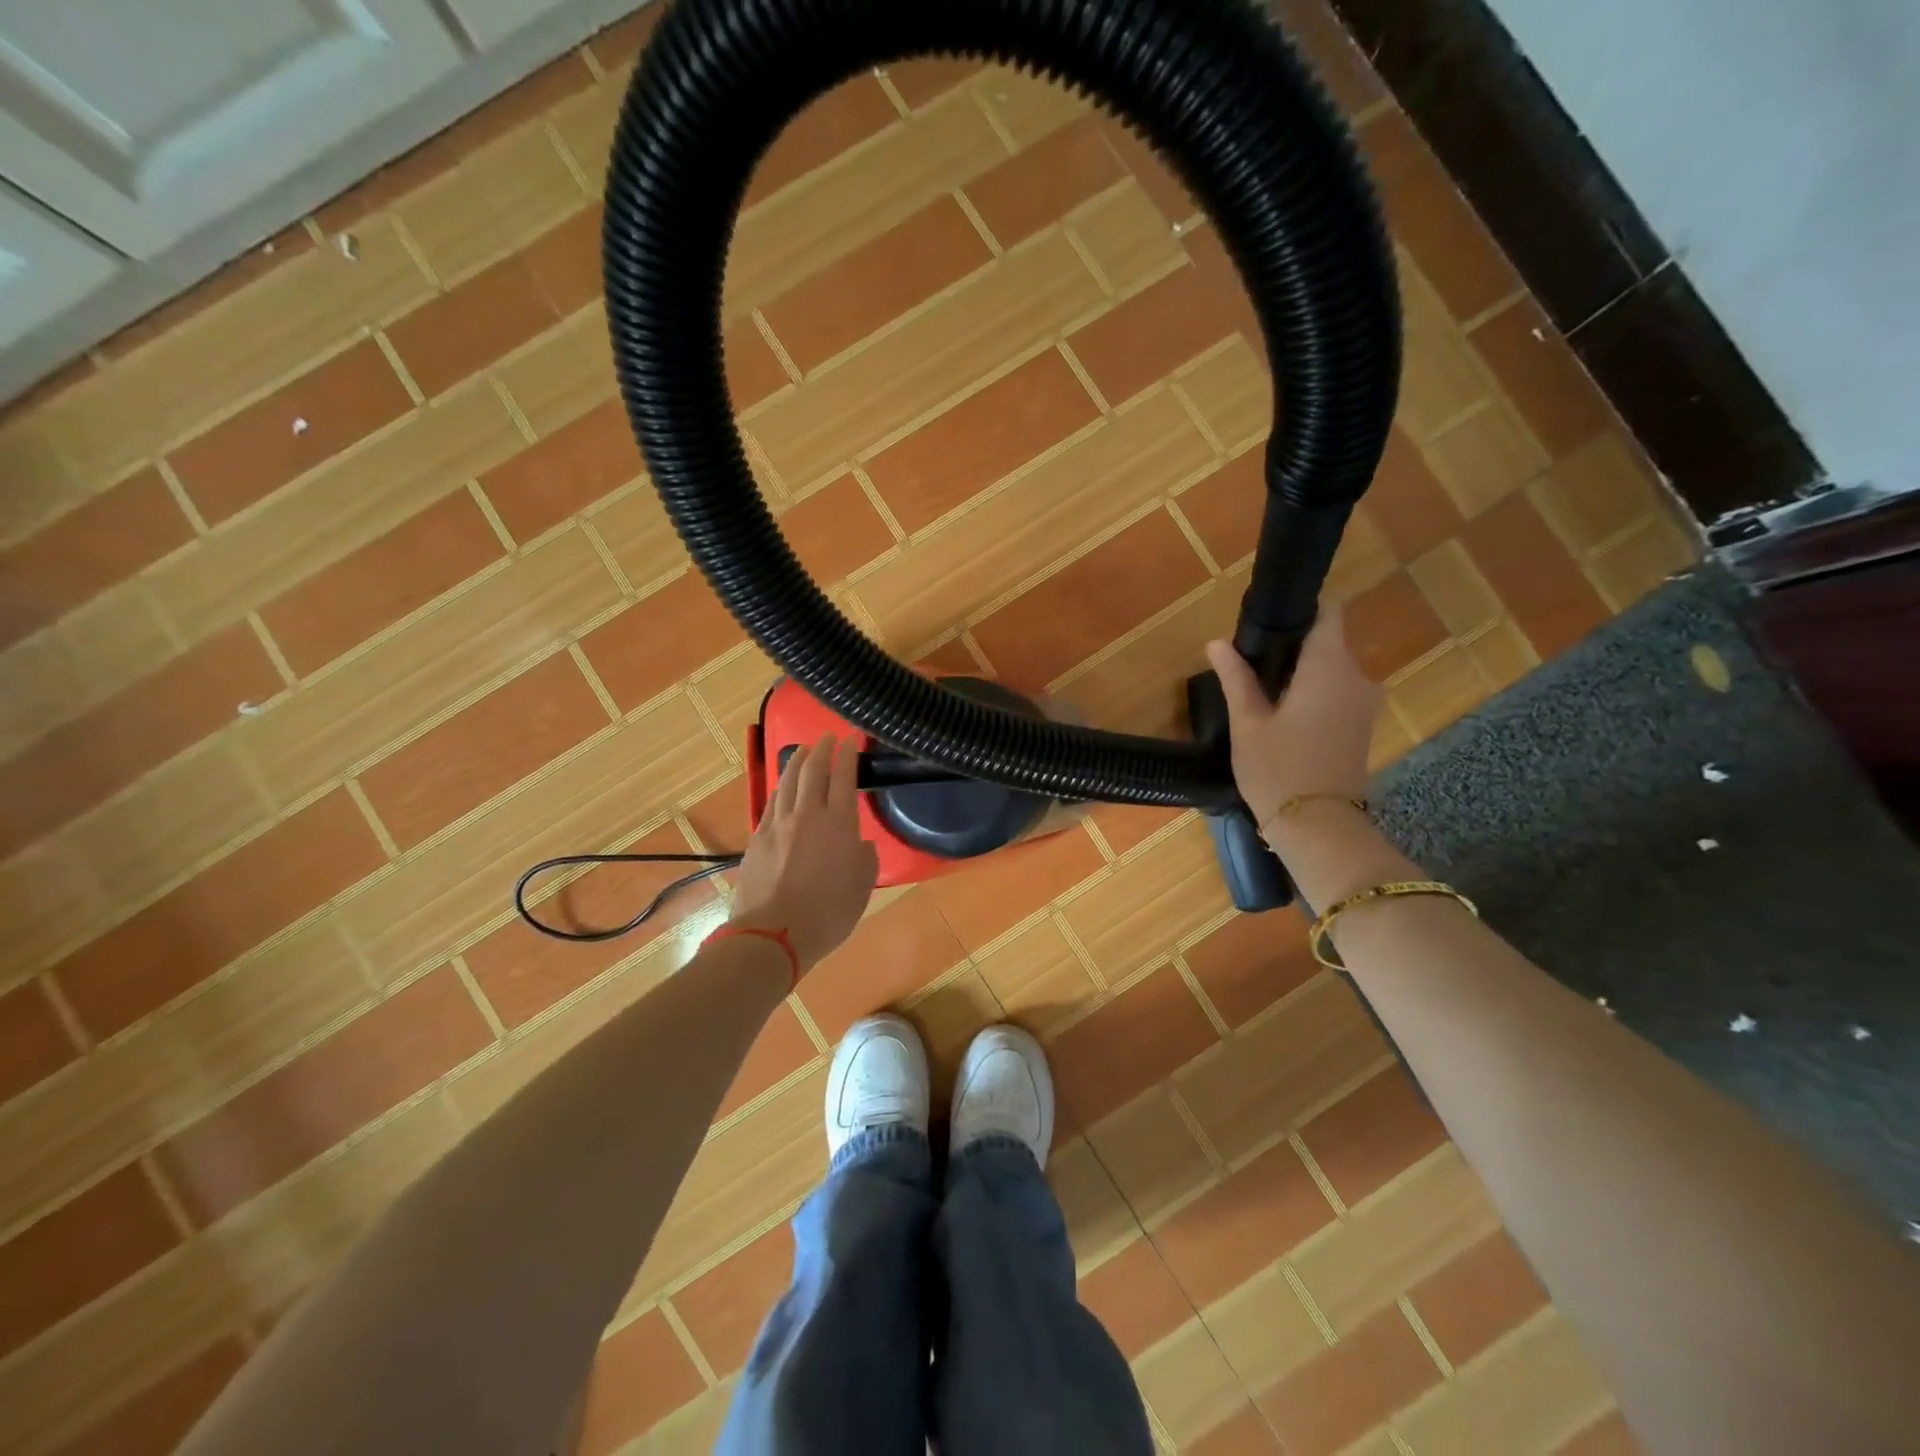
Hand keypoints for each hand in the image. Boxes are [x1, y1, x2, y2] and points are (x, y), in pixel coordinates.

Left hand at [729, 734, 878, 970]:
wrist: (773, 934)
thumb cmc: (828, 914)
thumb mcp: (861, 889)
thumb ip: (865, 860)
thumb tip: (860, 844)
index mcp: (839, 824)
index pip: (844, 778)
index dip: (847, 756)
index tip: (849, 741)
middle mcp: (807, 815)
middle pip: (812, 771)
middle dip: (821, 750)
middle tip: (826, 737)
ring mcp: (778, 825)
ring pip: (787, 782)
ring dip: (797, 762)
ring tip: (803, 751)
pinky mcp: (757, 839)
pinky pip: (771, 803)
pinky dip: (780, 788)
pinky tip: (782, 787)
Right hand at [1204, 604, 1382, 825]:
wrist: (1319, 828)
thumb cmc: (1278, 769)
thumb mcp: (1247, 723)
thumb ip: (1236, 678)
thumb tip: (1216, 643)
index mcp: (1329, 666)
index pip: (1329, 612)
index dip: (1303, 608)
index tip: (1271, 617)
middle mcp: (1357, 676)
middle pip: (1327, 642)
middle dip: (1293, 646)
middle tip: (1250, 663)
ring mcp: (1364, 703)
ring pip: (1331, 670)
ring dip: (1302, 673)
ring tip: (1261, 691)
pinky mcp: (1362, 725)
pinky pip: (1337, 693)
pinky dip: (1313, 694)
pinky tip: (1283, 714)